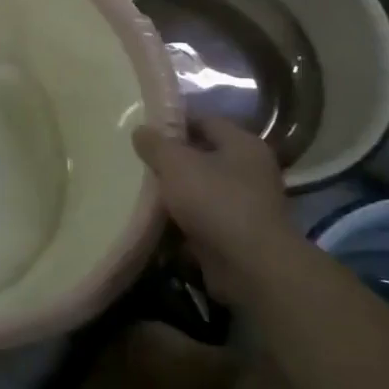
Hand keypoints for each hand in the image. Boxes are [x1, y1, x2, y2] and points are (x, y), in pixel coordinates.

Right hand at [132, 116, 307, 307]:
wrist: (251, 267)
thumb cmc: (215, 201)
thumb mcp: (175, 164)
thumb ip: (155, 144)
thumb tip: (140, 130)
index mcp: (242, 144)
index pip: (204, 120)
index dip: (173, 122)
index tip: (144, 129)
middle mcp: (249, 170)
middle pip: (201, 156)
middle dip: (170, 160)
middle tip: (137, 159)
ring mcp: (244, 204)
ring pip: (199, 189)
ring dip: (173, 192)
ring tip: (139, 189)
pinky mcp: (235, 235)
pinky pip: (201, 218)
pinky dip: (180, 219)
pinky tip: (153, 219)